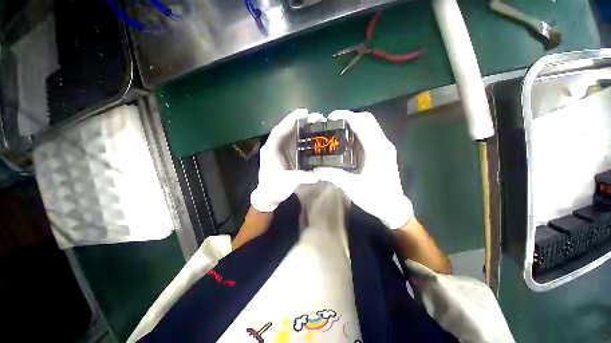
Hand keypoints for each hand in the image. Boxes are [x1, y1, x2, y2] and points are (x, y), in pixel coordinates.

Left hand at [250, 109, 321, 211]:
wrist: (269, 196)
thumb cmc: (274, 188)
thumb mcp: (287, 182)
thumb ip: (301, 177)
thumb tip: (317, 174)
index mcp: (270, 150)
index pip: (279, 131)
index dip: (290, 120)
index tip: (304, 112)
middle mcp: (275, 147)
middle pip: (287, 130)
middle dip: (300, 122)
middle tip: (317, 117)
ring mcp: (281, 150)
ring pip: (291, 135)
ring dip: (303, 128)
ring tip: (317, 122)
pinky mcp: (287, 154)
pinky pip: (295, 142)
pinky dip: (303, 137)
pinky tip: (313, 135)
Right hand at [314, 110, 412, 228]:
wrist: (393, 207)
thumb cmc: (375, 197)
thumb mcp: (352, 187)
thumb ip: (334, 176)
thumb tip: (316, 169)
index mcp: (377, 149)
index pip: (363, 123)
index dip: (346, 116)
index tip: (330, 117)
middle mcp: (383, 144)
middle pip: (367, 120)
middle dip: (349, 117)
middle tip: (331, 123)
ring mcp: (384, 147)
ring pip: (369, 126)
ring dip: (353, 124)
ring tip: (336, 129)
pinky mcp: (382, 152)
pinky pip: (369, 135)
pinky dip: (357, 132)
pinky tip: (345, 141)